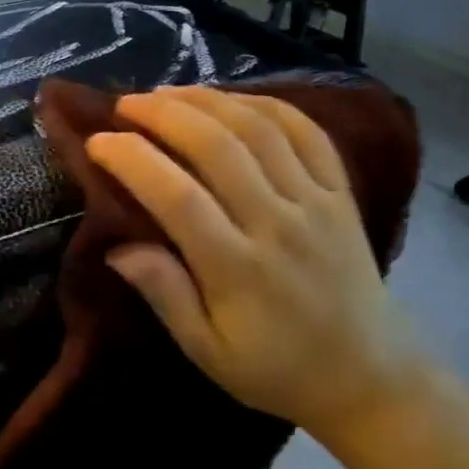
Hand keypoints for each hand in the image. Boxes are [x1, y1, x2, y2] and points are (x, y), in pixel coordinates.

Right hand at [85, 88, 414, 437]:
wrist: (369, 375)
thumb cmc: (276, 368)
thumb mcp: (207, 352)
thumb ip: (165, 295)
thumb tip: (117, 247)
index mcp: (237, 269)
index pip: (176, 196)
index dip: (132, 159)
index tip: (99, 142)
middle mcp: (277, 224)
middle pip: (216, 147)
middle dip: (163, 114)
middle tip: (126, 104)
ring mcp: (315, 202)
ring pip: (258, 129)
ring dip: (208, 100)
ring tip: (168, 93)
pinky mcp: (341, 192)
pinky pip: (306, 132)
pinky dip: (267, 104)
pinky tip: (233, 98)